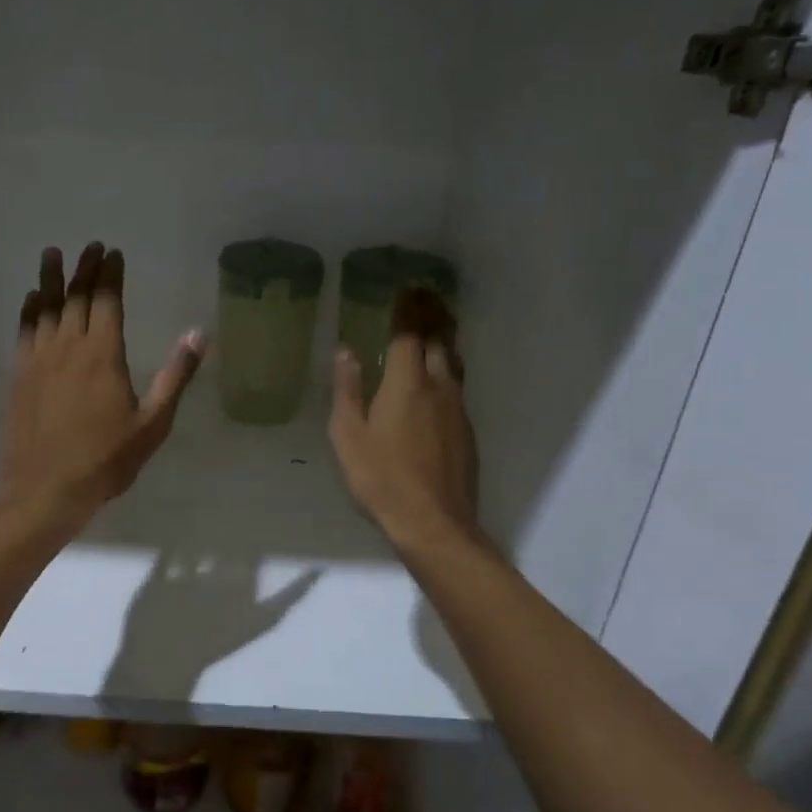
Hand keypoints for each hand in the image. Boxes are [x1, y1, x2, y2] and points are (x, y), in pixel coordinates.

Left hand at [0, 243, 204, 520]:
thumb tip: (198, 334)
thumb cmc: (106, 459)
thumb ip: (175, 376)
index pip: (107, 301)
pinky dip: (29, 310)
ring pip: (46, 308)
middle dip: (84, 269)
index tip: (112, 253)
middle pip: (76, 297)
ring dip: (51, 279)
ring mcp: (39, 359)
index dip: (110, 275)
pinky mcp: (19, 375)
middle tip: (90, 246)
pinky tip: (31, 299)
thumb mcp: (153, 423)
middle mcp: (69, 347)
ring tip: (53, 253)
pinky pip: (24, 331)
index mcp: (104, 355)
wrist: (45, 489)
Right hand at [328, 287, 477, 545]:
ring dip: (446, 338)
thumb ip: (348, 389)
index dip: (409, 308)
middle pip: (441, 340)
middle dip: (433, 314)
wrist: (433, 522)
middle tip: (427, 295)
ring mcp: (457, 409)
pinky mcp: (466, 431)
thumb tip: (346, 351)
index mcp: (407, 383)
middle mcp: (438, 387)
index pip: (410, 333)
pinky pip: (457, 386)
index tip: (408, 288)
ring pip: (454, 362)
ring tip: (439, 324)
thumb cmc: (380, 477)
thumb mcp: (348, 434)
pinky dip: (448, 368)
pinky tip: (440, 378)